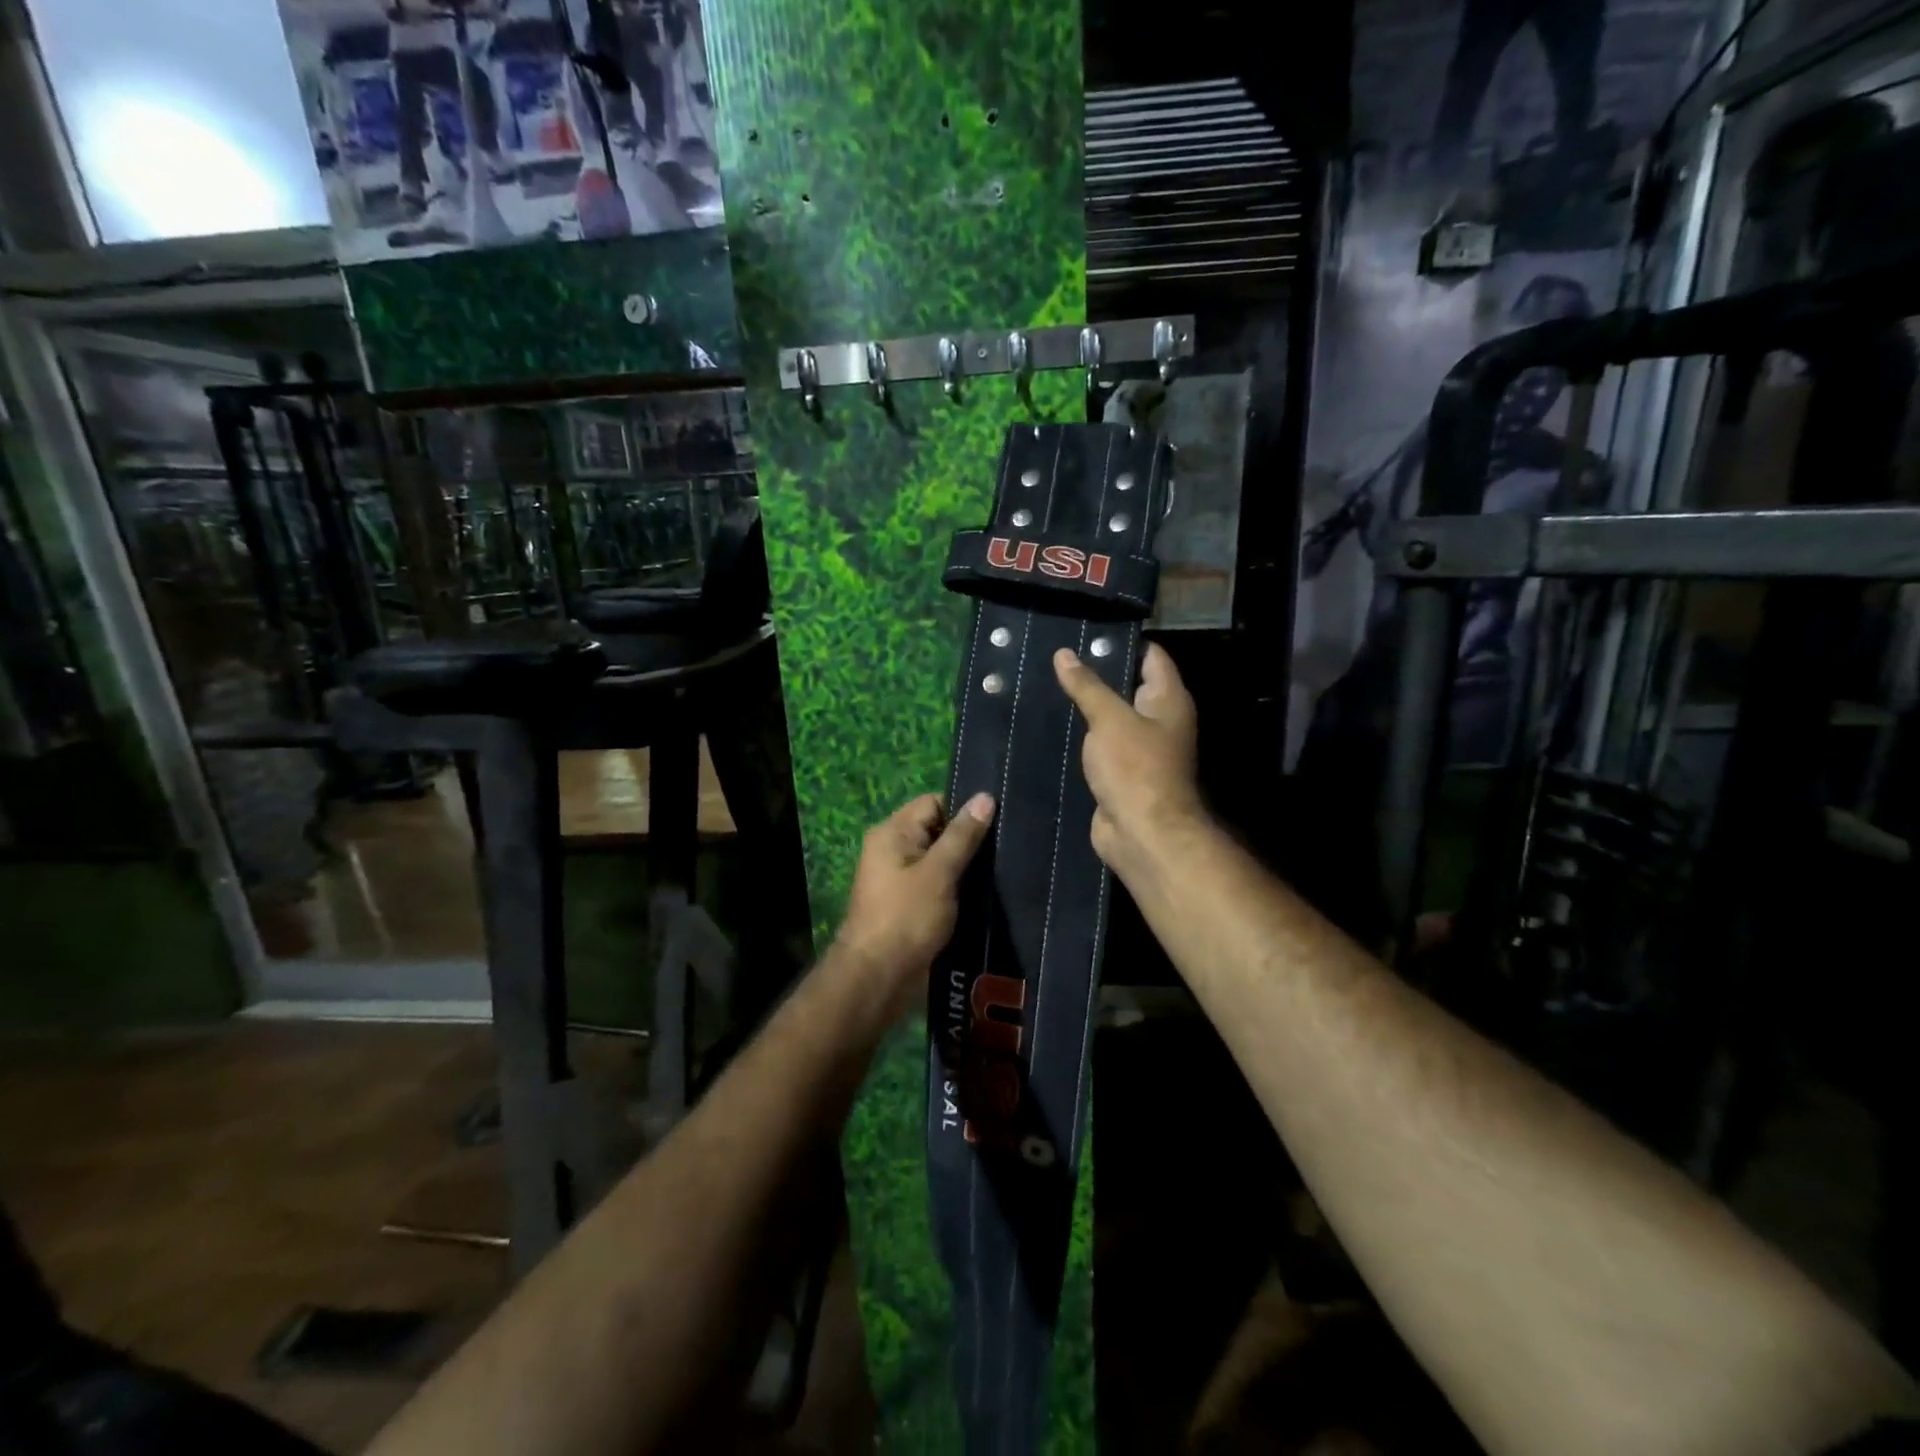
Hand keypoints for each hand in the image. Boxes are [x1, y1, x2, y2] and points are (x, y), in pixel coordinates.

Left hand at [836, 792, 995, 1020]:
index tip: (995, 825)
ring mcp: (897, 878)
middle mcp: (891, 849)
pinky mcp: (907, 903)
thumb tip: (985, 797)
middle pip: (936, 830)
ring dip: (963, 866)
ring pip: (938, 859)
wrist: (877, 977)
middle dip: (966, 840)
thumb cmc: (907, 917)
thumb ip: (963, 836)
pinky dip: (955, 887)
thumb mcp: (940, 872)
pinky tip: (982, 895)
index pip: (933, 803)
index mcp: (892, 832)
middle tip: (1004, 849)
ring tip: (999, 872)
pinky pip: (935, 883)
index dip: (962, 811)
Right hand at [1053, 643, 1205, 884]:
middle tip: (1058, 654)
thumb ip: (1087, 685)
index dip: (1122, 640)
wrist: (1142, 833)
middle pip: (1129, 684)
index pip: (1151, 656)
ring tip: (1048, 681)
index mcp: (1168, 700)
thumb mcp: (1109, 719)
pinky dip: (1082, 733)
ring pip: (1111, 716)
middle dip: (1096, 671)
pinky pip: (1100, 743)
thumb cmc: (1135, 768)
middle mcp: (1159, 720)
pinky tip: (1053, 720)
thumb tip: (1064, 654)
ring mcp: (1140, 748)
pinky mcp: (1121, 771)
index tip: (1087, 629)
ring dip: (1086, 704)